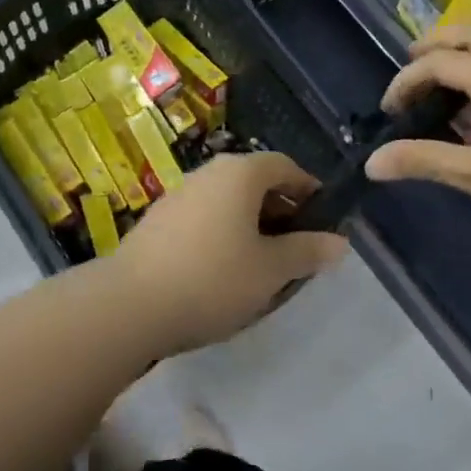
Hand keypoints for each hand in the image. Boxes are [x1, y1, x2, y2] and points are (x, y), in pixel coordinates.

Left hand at [110, 151, 348, 353]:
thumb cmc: (213, 279)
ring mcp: (178, 194)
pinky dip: (222, 233)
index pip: (285, 166)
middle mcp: (208, 173)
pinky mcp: (158, 220)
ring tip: (262, 264)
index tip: (323, 221)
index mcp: (240, 173)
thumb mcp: (270, 270)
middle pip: (255, 181)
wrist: (130, 304)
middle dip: (281, 210)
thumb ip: (307, 252)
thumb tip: (339, 243)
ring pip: (227, 200)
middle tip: (296, 247)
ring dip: (250, 224)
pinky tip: (222, 270)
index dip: (309, 190)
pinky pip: (203, 216)